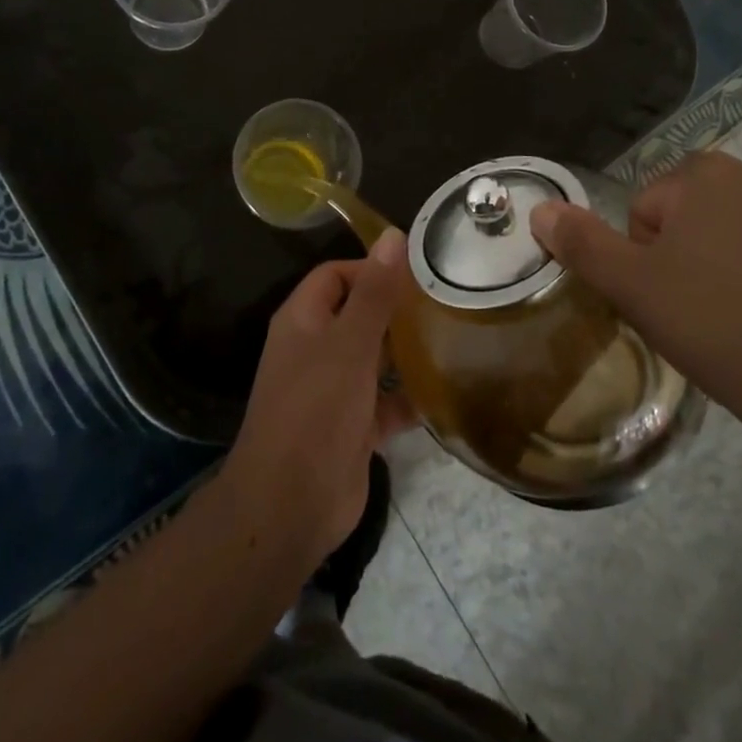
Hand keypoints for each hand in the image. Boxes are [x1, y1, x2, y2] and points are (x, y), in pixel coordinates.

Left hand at [219, 228, 417, 570]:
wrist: (290, 506)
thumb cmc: (316, 411)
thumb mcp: (350, 344)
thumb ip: (374, 292)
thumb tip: (393, 235)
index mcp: (303, 320)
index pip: (336, 275)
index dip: (371, 268)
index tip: (415, 273)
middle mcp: (314, 349)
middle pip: (357, 314)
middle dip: (394, 310)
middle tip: (443, 303)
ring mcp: (332, 391)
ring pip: (372, 359)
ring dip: (405, 353)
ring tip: (451, 340)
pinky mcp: (351, 428)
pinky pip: (384, 402)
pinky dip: (407, 398)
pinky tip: (444, 394)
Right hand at [529, 152, 741, 435]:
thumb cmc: (723, 329)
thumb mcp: (633, 288)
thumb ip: (582, 243)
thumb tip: (540, 209)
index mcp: (706, 175)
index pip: (643, 209)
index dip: (641, 258)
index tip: (663, 301)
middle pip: (687, 217)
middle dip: (679, 260)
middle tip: (691, 315)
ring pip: (731, 239)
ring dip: (719, 272)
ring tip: (733, 328)